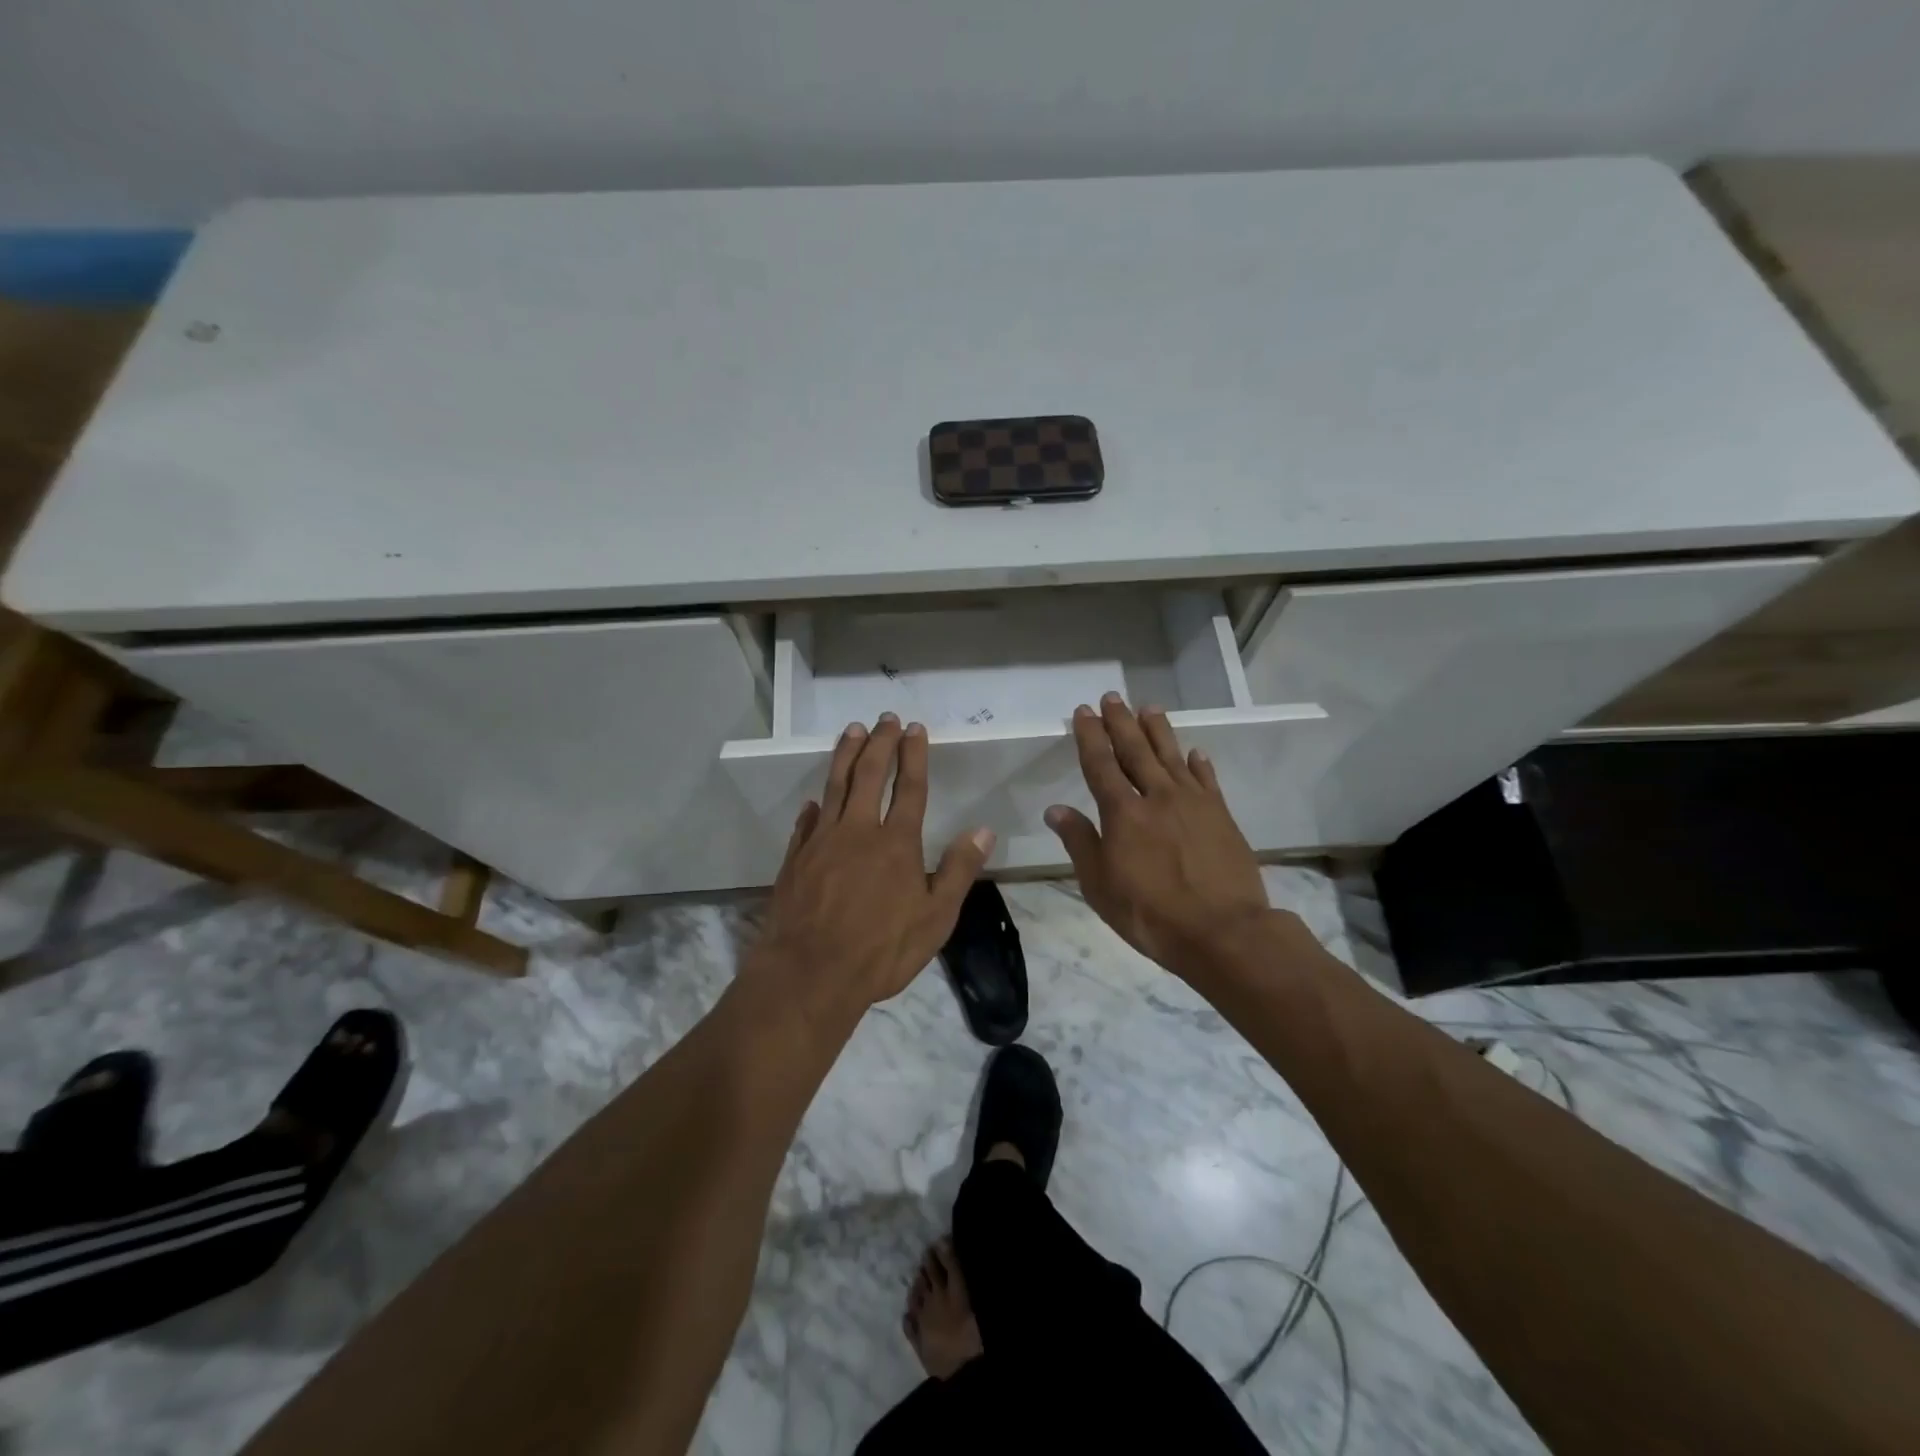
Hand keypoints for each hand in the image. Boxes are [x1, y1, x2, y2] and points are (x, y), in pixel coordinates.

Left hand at [751, 714, 995, 1018]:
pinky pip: (807, 822)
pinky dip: (814, 805)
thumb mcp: (936, 918)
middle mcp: (858, 831)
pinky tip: (815, 799)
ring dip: (845, 756)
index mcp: (896, 843)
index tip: (915, 728)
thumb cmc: (881, 950)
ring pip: (835, 786)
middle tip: (885, 718)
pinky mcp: (796, 859)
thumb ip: (958, 870)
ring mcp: (822, 842)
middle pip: (869, 775)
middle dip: (880, 743)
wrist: (810, 974)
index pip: (909, 787)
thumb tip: (983, 830)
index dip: (913, 755)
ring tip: (852, 731)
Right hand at [1046, 694, 1271, 982]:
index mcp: (1123, 813)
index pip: (1101, 764)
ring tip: (1149, 708)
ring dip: (1158, 730)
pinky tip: (1195, 752)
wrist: (1222, 931)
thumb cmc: (1150, 913)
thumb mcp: (1100, 885)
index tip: (1084, 711)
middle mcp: (1157, 797)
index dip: (1091, 736)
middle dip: (1121, 722)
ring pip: (1172, 756)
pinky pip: (1207, 780)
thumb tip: (1056, 809)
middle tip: (1112, 697)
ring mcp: (1194, 803)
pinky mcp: (1221, 816)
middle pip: (1136, 750)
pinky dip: (1199, 763)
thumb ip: (1080, 842)